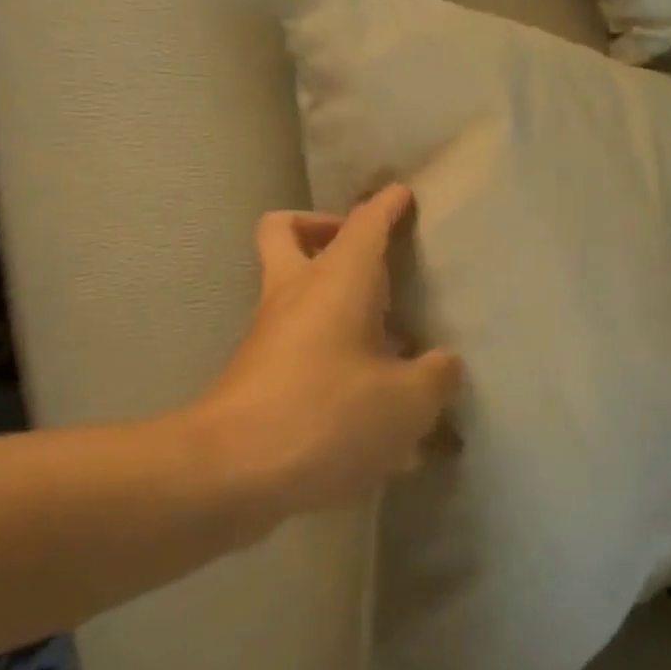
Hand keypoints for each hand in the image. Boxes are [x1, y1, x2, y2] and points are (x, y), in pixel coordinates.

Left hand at [202, 184, 462, 515]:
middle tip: (371, 261)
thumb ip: (435, 376)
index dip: (387, 205)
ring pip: (294, 291)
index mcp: (338, 280)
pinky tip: (369, 408)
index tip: (404, 195)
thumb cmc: (326, 416)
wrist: (228, 474)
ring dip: (335, 301)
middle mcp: (297, 293)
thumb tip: (442, 364)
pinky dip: (331, 356)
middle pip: (288, 231)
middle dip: (324, 229)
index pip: (365, 223)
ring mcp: (270, 334)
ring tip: (388, 345)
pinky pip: (297, 346)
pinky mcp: (258, 375)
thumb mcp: (407, 402)